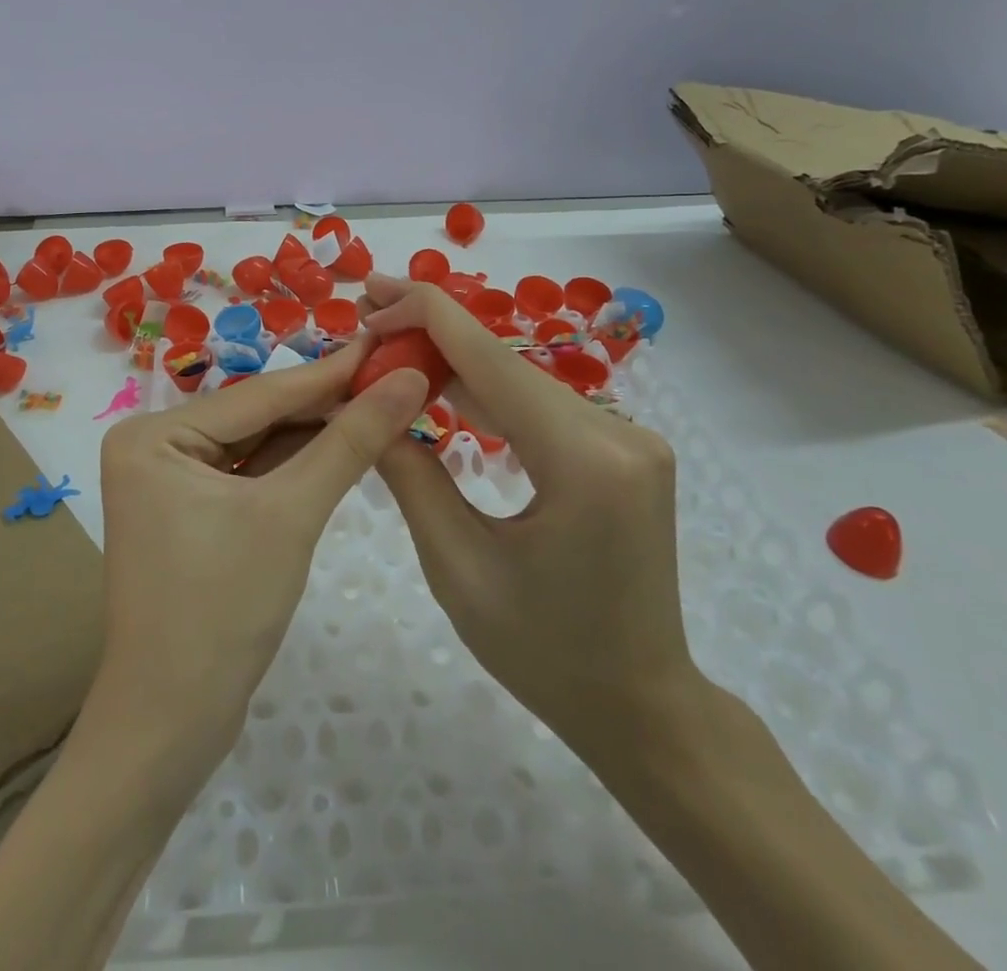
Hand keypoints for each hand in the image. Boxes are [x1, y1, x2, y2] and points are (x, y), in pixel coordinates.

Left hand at [94, 343, 428, 779]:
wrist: (172, 724)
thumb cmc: (222, 609)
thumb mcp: (291, 514)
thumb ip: (349, 443)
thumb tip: (407, 381)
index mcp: (153, 434)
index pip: (259, 394)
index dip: (330, 372)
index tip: (387, 344)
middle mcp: (153, 446)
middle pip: (257, 417)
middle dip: (325, 404)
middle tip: (393, 376)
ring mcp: (169, 482)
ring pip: (257, 446)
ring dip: (316, 434)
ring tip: (381, 403)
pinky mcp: (190, 514)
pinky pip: (250, 476)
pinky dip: (295, 467)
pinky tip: (343, 446)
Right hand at [360, 275, 694, 767]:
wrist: (641, 707)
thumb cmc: (544, 653)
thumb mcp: (456, 566)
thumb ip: (409, 473)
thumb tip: (365, 404)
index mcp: (584, 462)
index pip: (490, 359)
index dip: (424, 316)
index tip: (369, 300)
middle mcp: (619, 433)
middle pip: (505, 363)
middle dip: (432, 335)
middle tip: (366, 319)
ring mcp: (628, 439)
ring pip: (521, 380)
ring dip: (455, 363)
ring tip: (390, 347)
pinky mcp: (623, 450)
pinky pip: (541, 407)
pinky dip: (487, 395)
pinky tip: (441, 387)